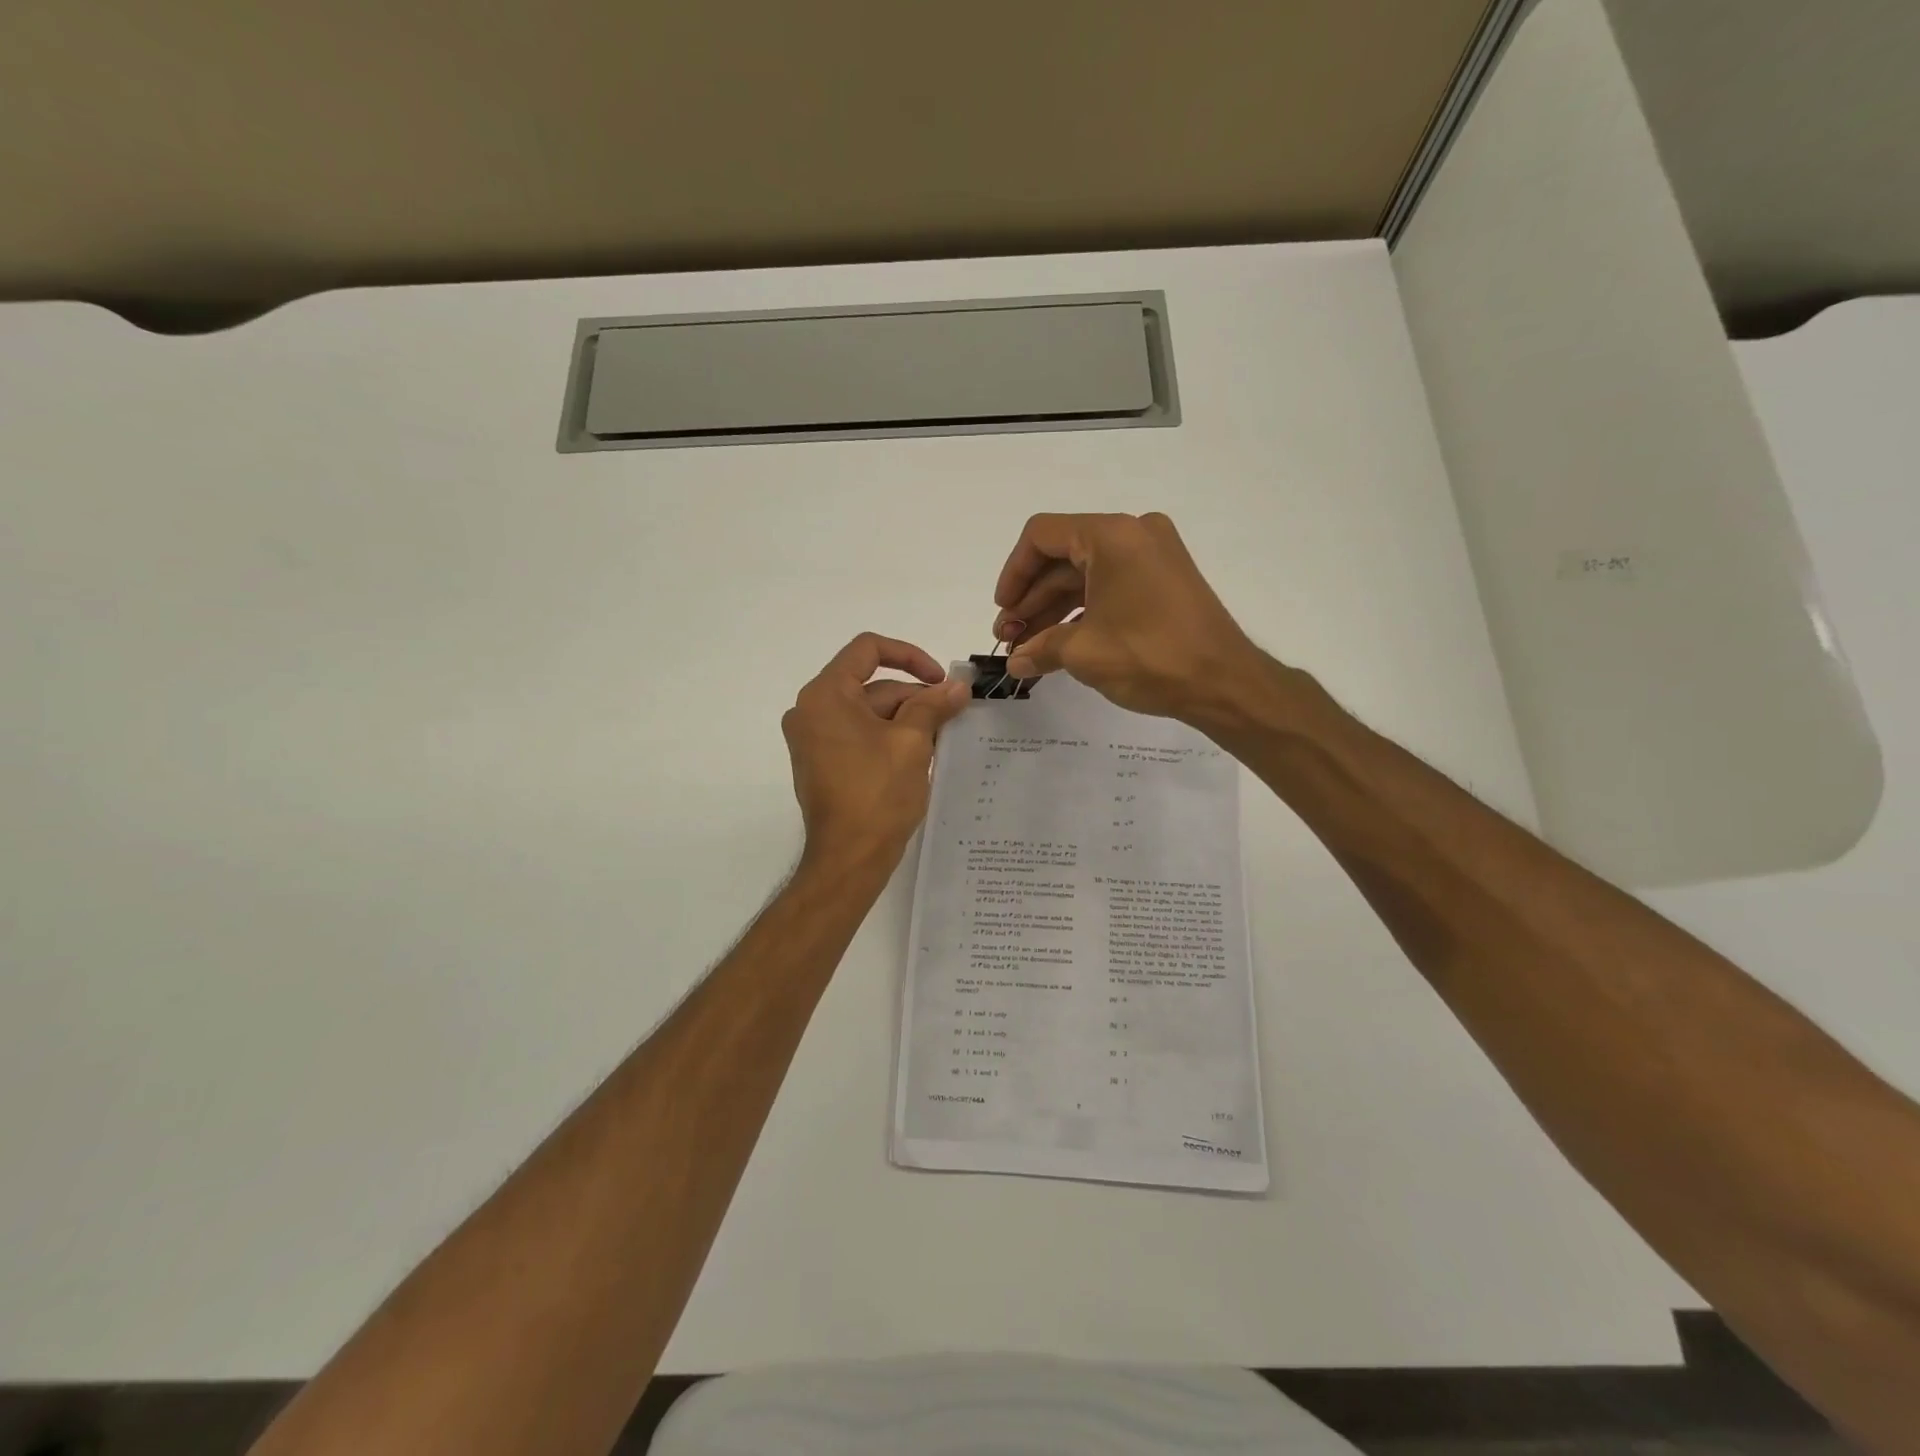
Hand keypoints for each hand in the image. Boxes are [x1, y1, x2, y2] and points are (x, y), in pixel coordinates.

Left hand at [782, 634, 970, 868]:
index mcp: (825, 695)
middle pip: (870, 685)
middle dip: (913, 696)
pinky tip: (919, 756)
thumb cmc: (877, 794)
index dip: (909, 656)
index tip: (939, 680)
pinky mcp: (821, 763)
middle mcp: (810, 710)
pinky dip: (888, 737)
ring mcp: (813, 739)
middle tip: (952, 715)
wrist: (848, 858)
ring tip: (941, 738)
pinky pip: (858, 735)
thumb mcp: (912, 742)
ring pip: (867, 712)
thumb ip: (933, 705)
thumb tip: (958, 685)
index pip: (867, 650)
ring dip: (905, 719)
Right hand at [994, 512, 1266, 724]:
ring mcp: (1153, 556)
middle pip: (1063, 558)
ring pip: (1086, 576)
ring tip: (1028, 649)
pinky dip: (1083, 612)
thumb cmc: (1150, 657)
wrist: (1225, 683)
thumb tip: (1015, 663)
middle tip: (1009, 639)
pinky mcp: (1164, 580)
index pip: (1042, 536)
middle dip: (1031, 600)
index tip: (1003, 611)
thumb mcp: (1084, 653)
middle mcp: (1133, 534)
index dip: (1013, 574)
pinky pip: (1110, 587)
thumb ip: (1041, 650)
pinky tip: (1060, 645)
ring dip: (1053, 611)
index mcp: (1112, 535)